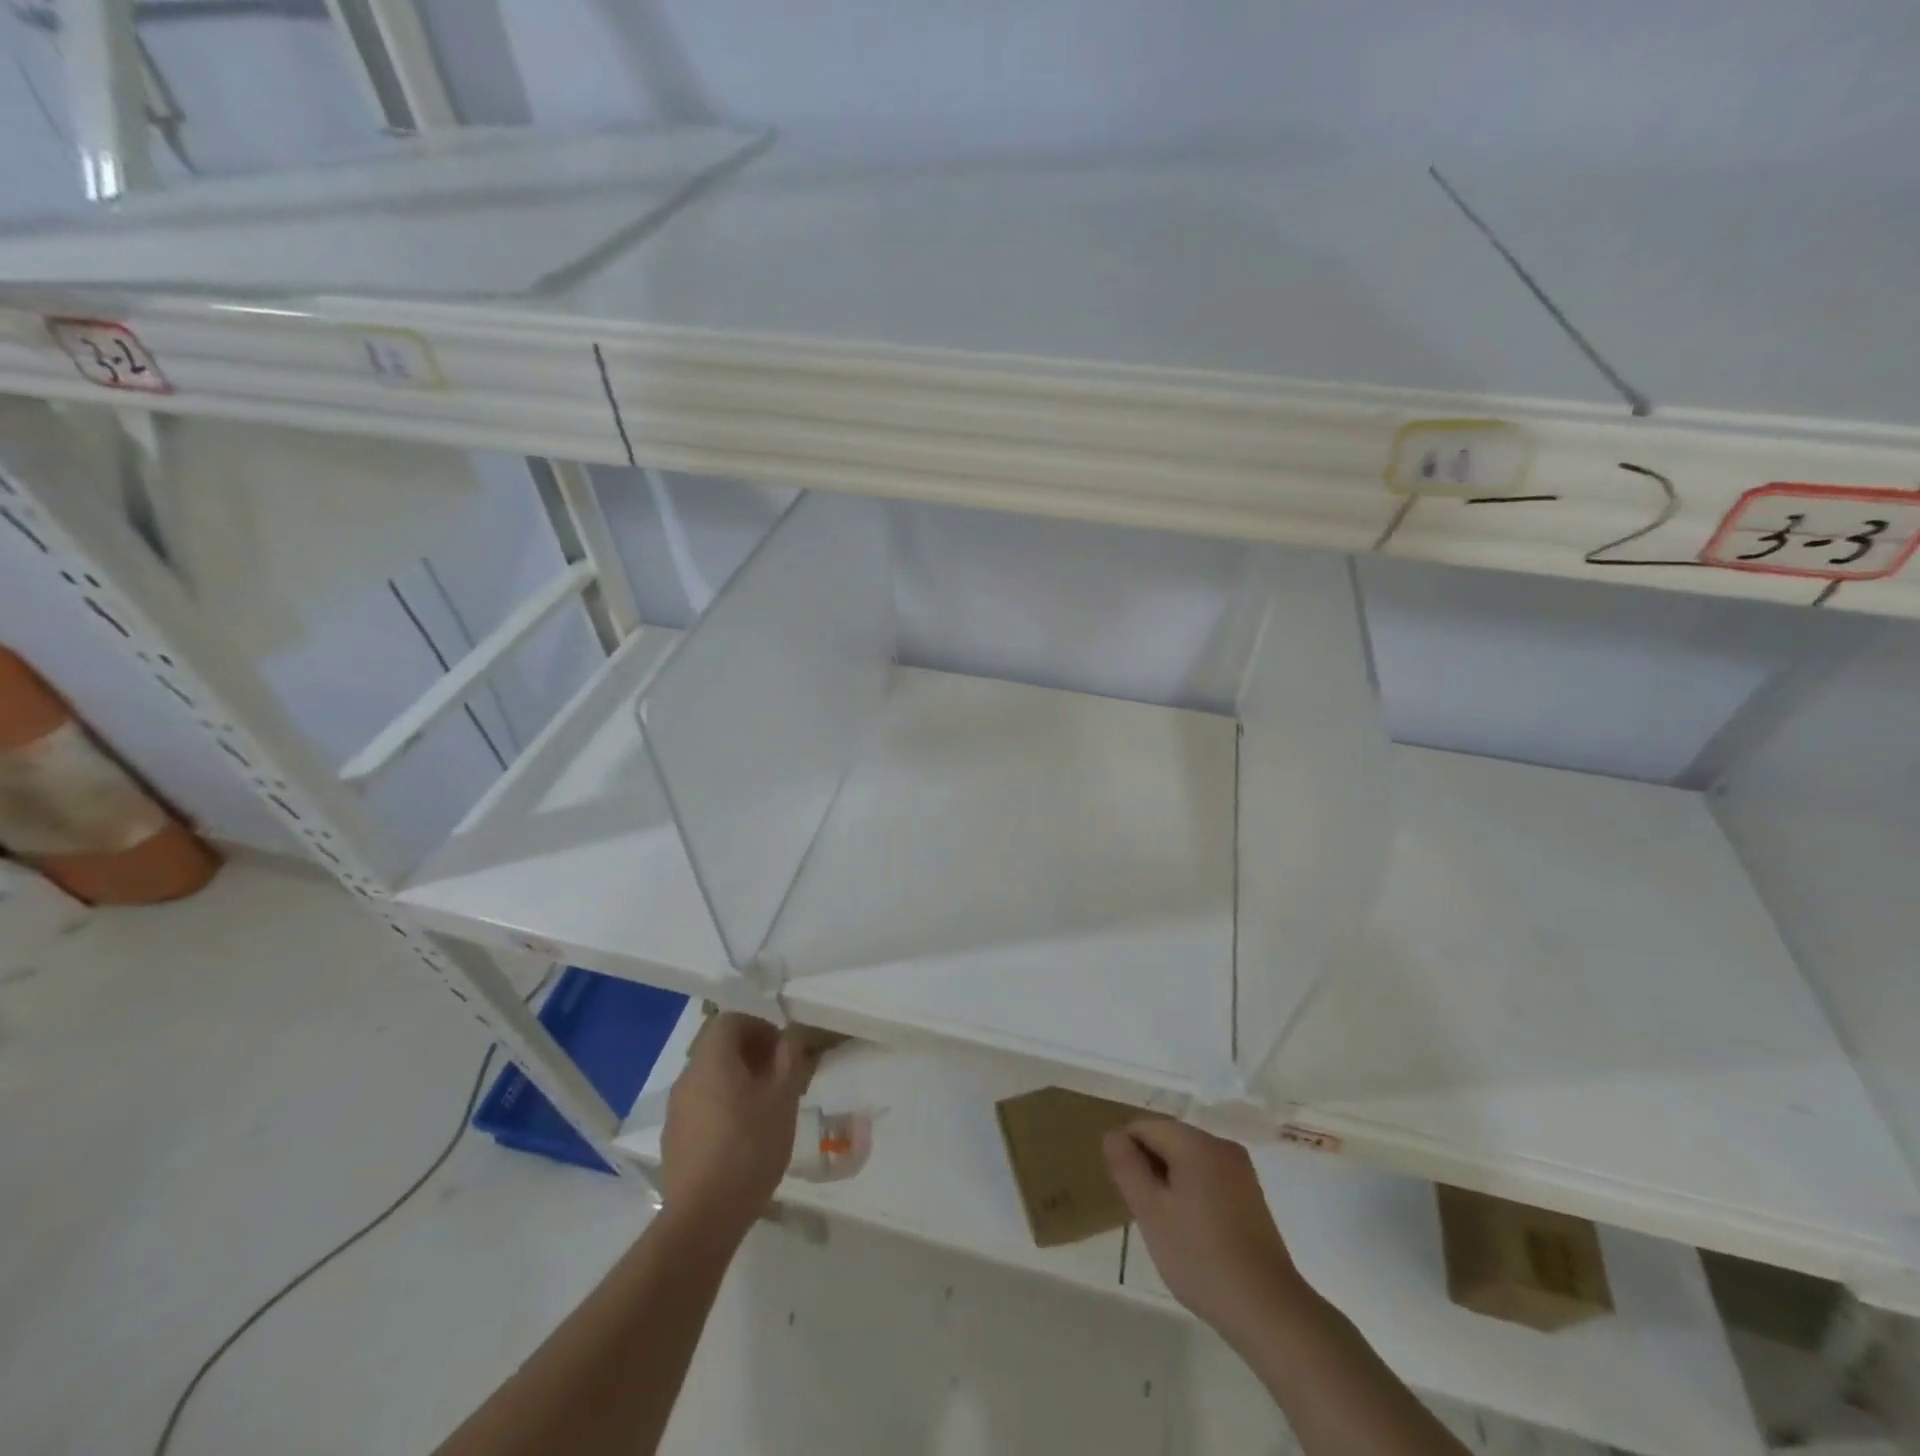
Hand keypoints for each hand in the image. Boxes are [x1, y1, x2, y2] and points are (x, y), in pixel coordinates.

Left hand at [661, 1012, 816, 1242]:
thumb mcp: (783, 1097)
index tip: (782, 1052)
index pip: (731, 1021)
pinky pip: (702, 1108)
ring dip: (738, 1083)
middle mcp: (687, 1078)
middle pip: (719, 1049)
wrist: (704, 1217)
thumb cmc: (749, 1146)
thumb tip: (791, 1035)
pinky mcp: (674, 1141)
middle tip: (781, 1080)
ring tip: (766, 1110)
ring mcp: (676, 1111)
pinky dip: (723, 1108)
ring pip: (711, 1080)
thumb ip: (790, 1058)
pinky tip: (743, 1139)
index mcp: (711, 1061)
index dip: (760, 1028)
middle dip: (752, 1056)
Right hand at [1103, 1119, 1310, 1343]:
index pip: (1144, 1127)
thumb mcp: (1151, 1212)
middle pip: (1168, 1139)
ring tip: (1168, 1226)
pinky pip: (1209, 1177)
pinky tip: (1193, 1232)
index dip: (1126, 1155)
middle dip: (1150, 1168)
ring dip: (1170, 1182)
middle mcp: (1220, 1145)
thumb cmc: (1200, 1257)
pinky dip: (1193, 1192)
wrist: (1268, 1309)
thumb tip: (1113, 1136)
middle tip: (1145, 1213)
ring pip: (1189, 1160)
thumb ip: (1126, 1167)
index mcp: (1195, 1142)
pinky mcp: (1252, 1194)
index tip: (1128, 1195)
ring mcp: (1241, 1169)